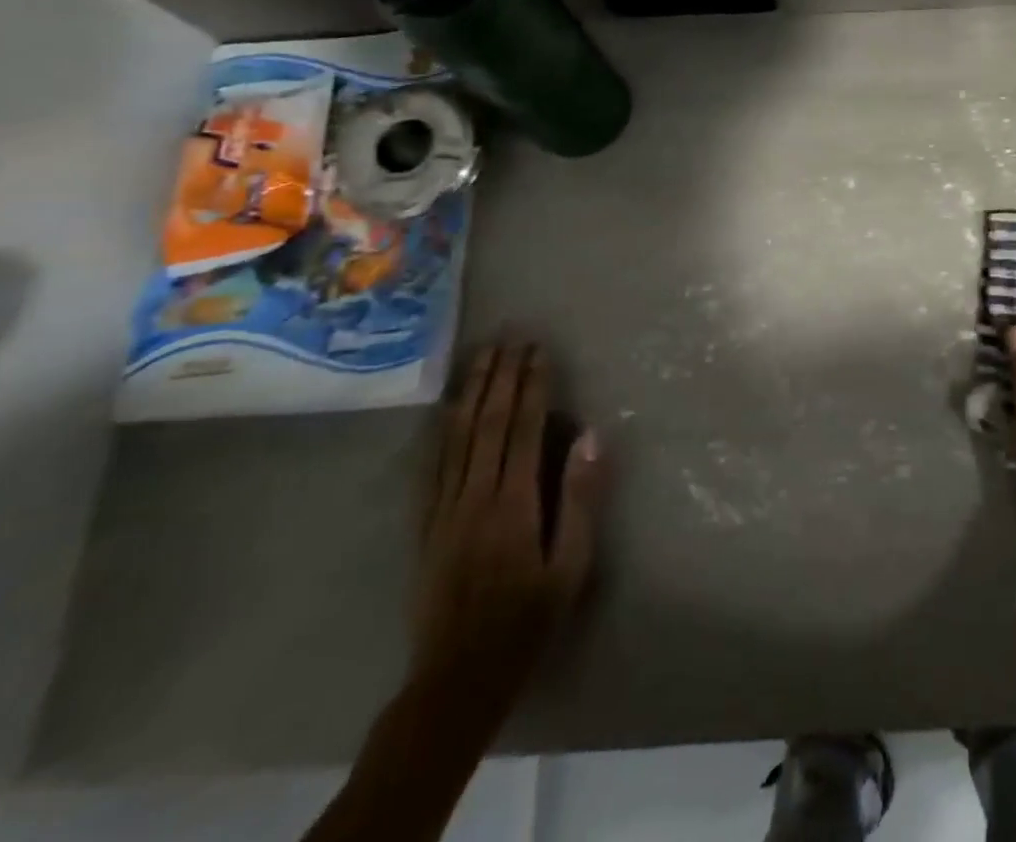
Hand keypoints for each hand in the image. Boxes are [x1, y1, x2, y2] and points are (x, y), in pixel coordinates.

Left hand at [412, 341, 605, 725]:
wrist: (456, 679)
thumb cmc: (526, 621)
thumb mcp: (570, 567)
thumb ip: (581, 499)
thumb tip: (590, 436)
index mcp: (513, 504)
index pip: (524, 428)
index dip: (532, 385)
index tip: (539, 350)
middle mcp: (474, 496)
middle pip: (487, 422)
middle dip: (501, 375)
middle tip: (512, 336)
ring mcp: (443, 509)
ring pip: (456, 435)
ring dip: (471, 390)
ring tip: (482, 355)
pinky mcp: (426, 524)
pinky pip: (433, 464)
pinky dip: (442, 427)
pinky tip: (448, 407)